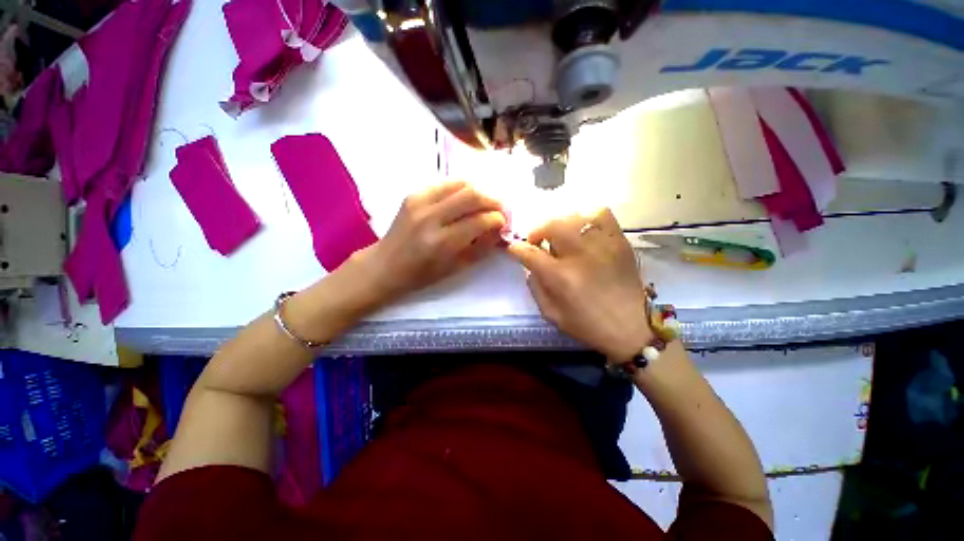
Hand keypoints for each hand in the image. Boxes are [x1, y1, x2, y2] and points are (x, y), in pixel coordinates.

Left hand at [355, 180, 506, 302]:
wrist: (385, 265)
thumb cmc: (422, 274)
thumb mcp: (456, 268)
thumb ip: (481, 247)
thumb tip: (499, 229)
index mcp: (441, 243)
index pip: (479, 221)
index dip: (497, 219)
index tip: (503, 223)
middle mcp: (431, 217)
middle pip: (472, 195)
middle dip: (493, 200)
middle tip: (500, 209)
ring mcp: (420, 202)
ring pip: (460, 184)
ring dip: (479, 192)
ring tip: (484, 204)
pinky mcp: (413, 194)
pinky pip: (446, 184)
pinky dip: (462, 189)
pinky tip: (465, 200)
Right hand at [506, 208, 652, 361]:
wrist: (631, 328)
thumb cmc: (588, 325)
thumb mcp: (552, 314)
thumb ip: (535, 287)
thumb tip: (530, 266)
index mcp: (560, 277)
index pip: (529, 253)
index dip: (517, 249)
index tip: (514, 249)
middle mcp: (579, 255)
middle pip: (551, 225)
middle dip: (537, 230)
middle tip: (537, 241)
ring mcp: (602, 245)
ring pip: (574, 216)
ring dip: (559, 223)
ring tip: (559, 234)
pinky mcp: (619, 241)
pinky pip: (601, 214)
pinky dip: (586, 216)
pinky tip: (582, 228)